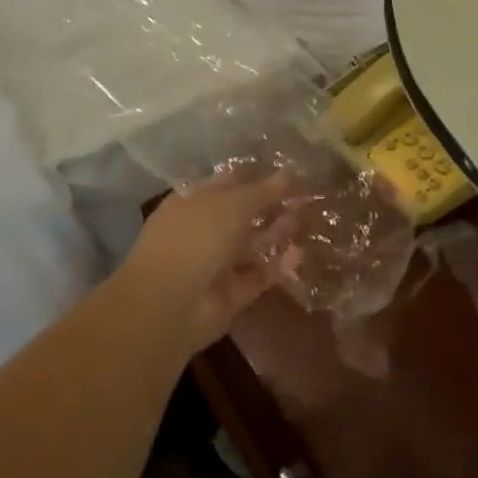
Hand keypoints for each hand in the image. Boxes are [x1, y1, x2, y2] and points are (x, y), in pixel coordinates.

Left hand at [121, 172, 295, 352]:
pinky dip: (277, 267)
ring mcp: (214, 264)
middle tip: (305, 196)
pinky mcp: (230, 295)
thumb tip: (290, 172)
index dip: (255, 176)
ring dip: (277, 233)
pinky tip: (300, 254)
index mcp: (192, 201)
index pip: (227, 183)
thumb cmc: (195, 238)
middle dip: (271, 206)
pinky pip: (257, 276)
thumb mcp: (232, 205)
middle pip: (242, 215)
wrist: (169, 305)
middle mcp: (202, 230)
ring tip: (308, 218)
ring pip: (251, 245)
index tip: (287, 172)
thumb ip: (263, 191)